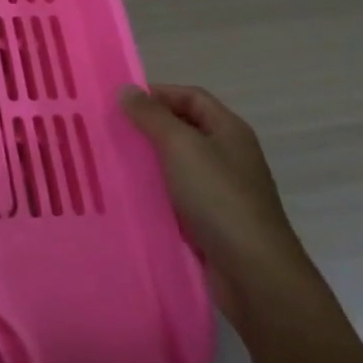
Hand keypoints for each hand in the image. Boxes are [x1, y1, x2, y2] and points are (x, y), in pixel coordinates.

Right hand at [120, 83, 312, 325]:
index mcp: (229, 130)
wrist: (254, 274)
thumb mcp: (181, 147)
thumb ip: (152, 116)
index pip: (191, 97)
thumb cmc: (219, 198)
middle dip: (148, 127)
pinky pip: (177, 197)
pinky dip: (155, 193)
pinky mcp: (210, 222)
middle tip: (109, 130)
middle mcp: (228, 156)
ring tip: (111, 161)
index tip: (120, 102)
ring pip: (177, 165)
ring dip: (148, 162)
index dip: (158, 94)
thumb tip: (126, 89)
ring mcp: (221, 191)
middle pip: (184, 129)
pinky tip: (129, 197)